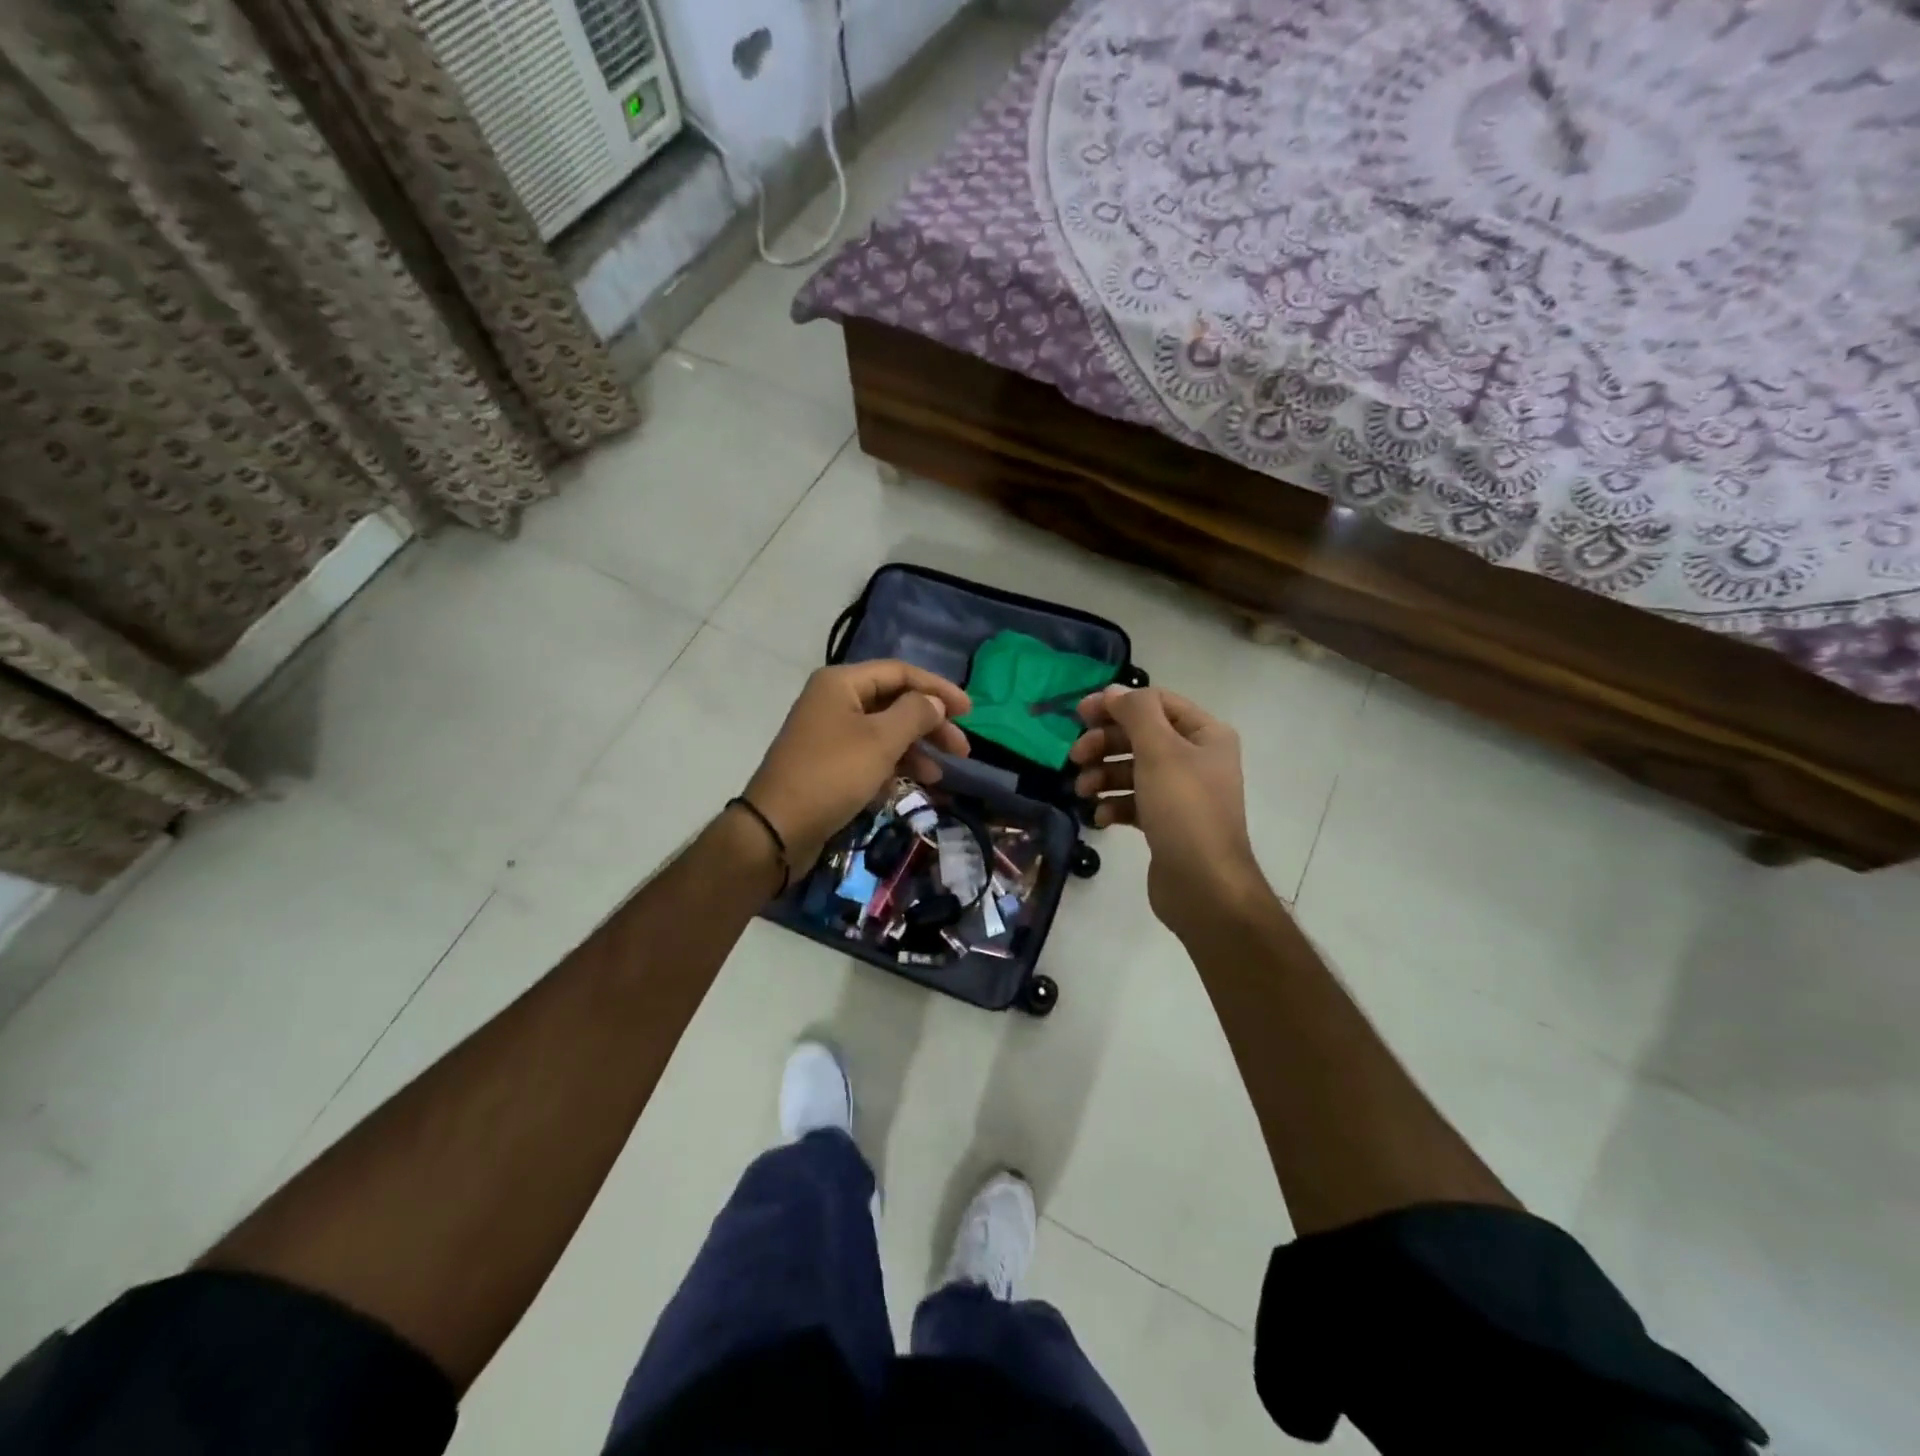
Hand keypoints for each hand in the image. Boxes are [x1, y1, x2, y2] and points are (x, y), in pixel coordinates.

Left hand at [744, 661, 971, 873]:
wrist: (778, 828)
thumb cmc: (832, 775)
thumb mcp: (881, 740)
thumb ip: (915, 714)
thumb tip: (935, 702)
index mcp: (842, 683)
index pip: (901, 673)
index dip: (938, 689)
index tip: (970, 712)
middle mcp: (834, 701)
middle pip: (894, 702)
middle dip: (930, 724)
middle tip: (962, 750)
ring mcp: (829, 734)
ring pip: (884, 732)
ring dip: (915, 750)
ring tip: (939, 775)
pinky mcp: (828, 764)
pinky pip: (869, 756)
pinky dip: (892, 767)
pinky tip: (908, 786)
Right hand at [1069, 685, 1268, 936]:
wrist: (1204, 886)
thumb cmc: (1183, 809)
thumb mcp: (1159, 751)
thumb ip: (1135, 714)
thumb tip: (1113, 691)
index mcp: (1205, 734)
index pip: (1156, 703)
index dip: (1117, 705)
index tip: (1079, 714)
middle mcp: (1196, 759)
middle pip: (1140, 737)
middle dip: (1105, 745)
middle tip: (1075, 756)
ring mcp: (1182, 793)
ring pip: (1132, 771)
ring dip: (1103, 776)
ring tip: (1083, 791)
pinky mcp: (1166, 823)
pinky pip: (1133, 802)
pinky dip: (1113, 805)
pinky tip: (1099, 818)